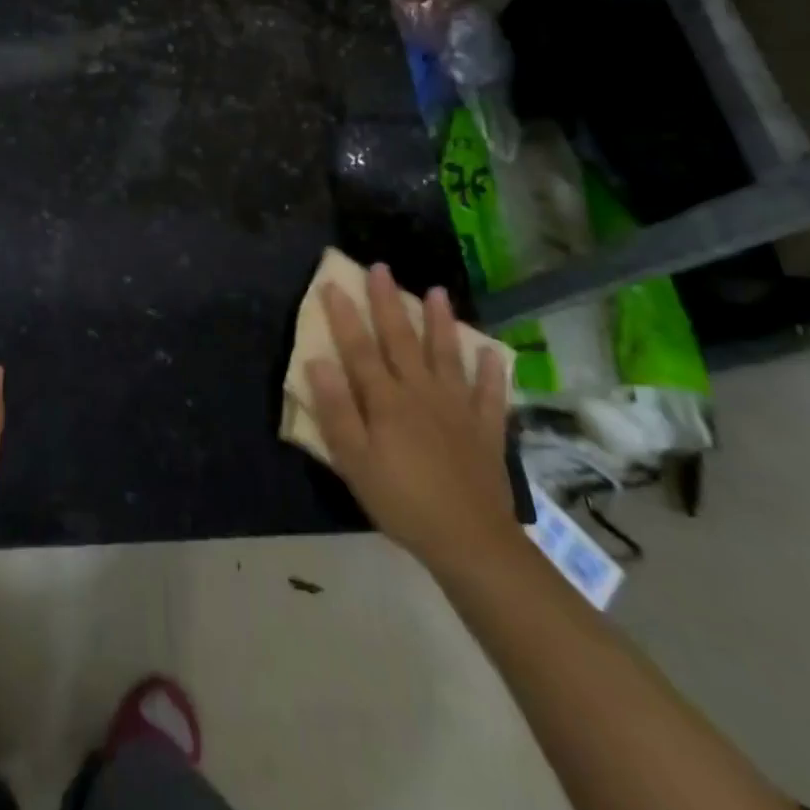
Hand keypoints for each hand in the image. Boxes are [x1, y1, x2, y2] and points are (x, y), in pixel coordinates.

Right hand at [305, 263, 517, 572]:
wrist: (471, 542)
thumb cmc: (402, 501)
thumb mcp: (354, 461)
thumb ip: (336, 409)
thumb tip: (317, 360)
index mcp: (386, 400)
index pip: (359, 348)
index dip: (344, 316)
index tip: (333, 283)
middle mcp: (421, 392)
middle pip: (401, 339)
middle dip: (388, 302)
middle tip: (381, 267)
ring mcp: (458, 408)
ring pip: (446, 355)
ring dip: (440, 322)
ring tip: (436, 291)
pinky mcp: (486, 429)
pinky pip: (490, 393)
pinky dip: (491, 371)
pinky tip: (492, 352)